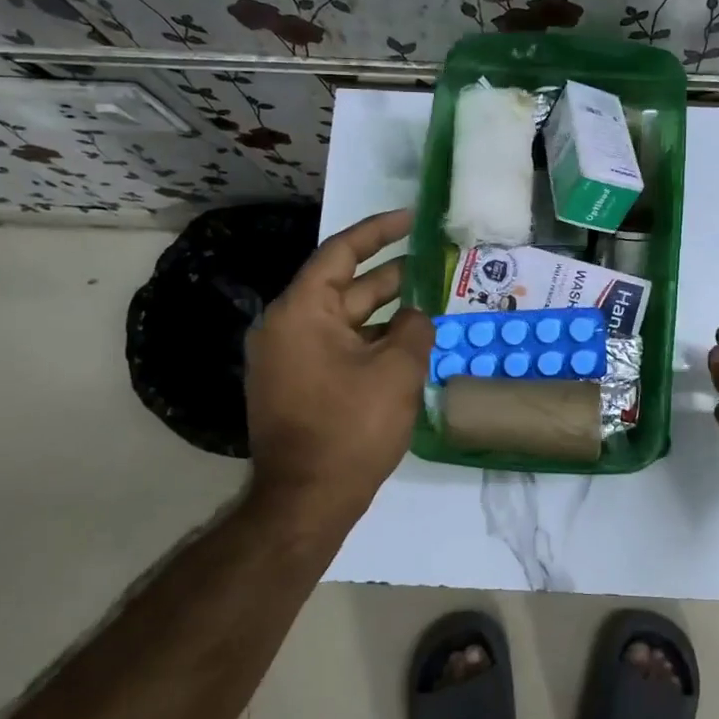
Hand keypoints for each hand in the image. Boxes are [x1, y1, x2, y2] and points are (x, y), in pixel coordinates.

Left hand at [245, 208, 434, 528]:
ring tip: (427, 302)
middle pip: (343, 286)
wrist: (306, 501)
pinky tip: (406, 344)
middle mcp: (286, 328)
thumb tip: (416, 316)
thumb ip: (414, 329)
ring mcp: (289, 359)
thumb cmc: (351, 428)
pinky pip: (338, 347)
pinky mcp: (297, 385)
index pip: (340, 253)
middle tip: (431, 261)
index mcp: (301, 312)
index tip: (410, 218)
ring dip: (384, 312)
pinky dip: (370, 340)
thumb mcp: (397, 371)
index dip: (378, 231)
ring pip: (344, 320)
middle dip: (390, 274)